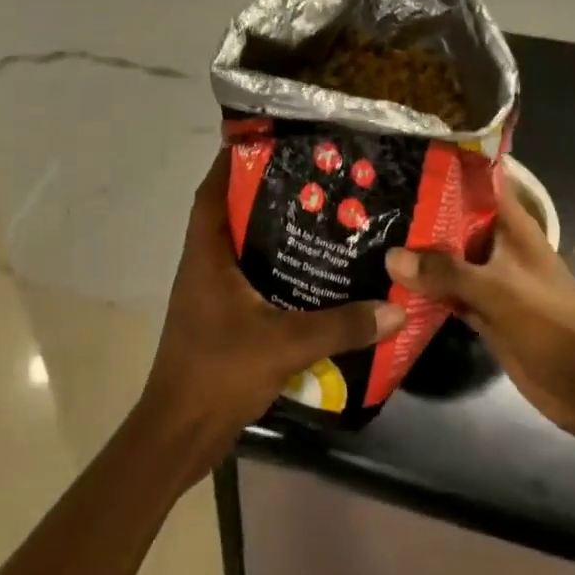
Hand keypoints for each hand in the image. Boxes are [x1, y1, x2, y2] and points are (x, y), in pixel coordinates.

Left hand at [136, 149, 404, 480]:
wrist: (179, 433)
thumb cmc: (219, 372)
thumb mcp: (285, 344)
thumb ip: (340, 326)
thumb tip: (395, 309)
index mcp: (206, 255)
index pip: (212, 191)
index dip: (232, 162)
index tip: (267, 140)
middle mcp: (203, 265)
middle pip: (229, 214)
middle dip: (264, 194)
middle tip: (310, 179)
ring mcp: (208, 294)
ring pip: (239, 248)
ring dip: (269, 233)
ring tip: (316, 218)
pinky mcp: (218, 319)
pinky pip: (246, 280)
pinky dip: (271, 270)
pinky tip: (307, 276)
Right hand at [387, 176, 574, 464]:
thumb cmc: (552, 324)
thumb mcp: (498, 291)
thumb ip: (445, 272)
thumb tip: (390, 255)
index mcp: (510, 225)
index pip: (476, 181)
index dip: (443, 166)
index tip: (401, 155)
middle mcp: (497, 244)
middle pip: (453, 218)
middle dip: (417, 210)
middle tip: (368, 197)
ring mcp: (488, 278)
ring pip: (446, 256)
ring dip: (416, 251)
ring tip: (367, 232)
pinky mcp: (482, 310)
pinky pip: (445, 291)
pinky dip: (422, 288)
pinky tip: (385, 281)